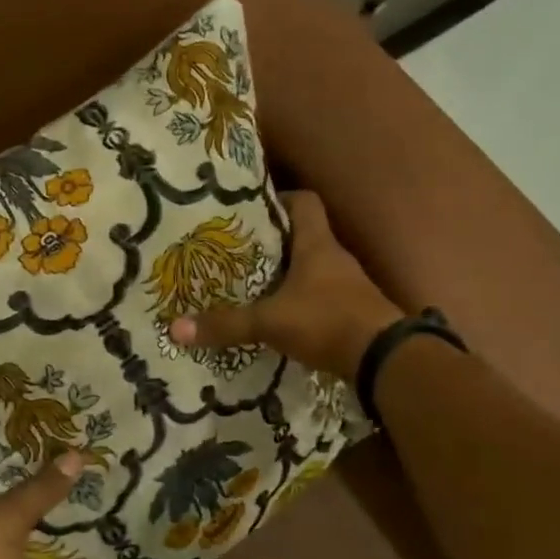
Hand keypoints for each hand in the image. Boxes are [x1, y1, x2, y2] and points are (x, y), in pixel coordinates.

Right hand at [170, 190, 401, 381]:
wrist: (384, 359)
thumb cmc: (326, 321)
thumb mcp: (270, 322)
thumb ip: (226, 325)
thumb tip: (175, 328)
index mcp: (317, 244)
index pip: (304, 202)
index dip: (280, 199)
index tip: (252, 210)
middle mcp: (334, 258)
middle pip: (304, 235)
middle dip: (273, 241)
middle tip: (238, 250)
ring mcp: (348, 285)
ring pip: (312, 268)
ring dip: (287, 273)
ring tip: (252, 283)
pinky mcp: (352, 311)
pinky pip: (321, 296)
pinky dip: (301, 301)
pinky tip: (279, 315)